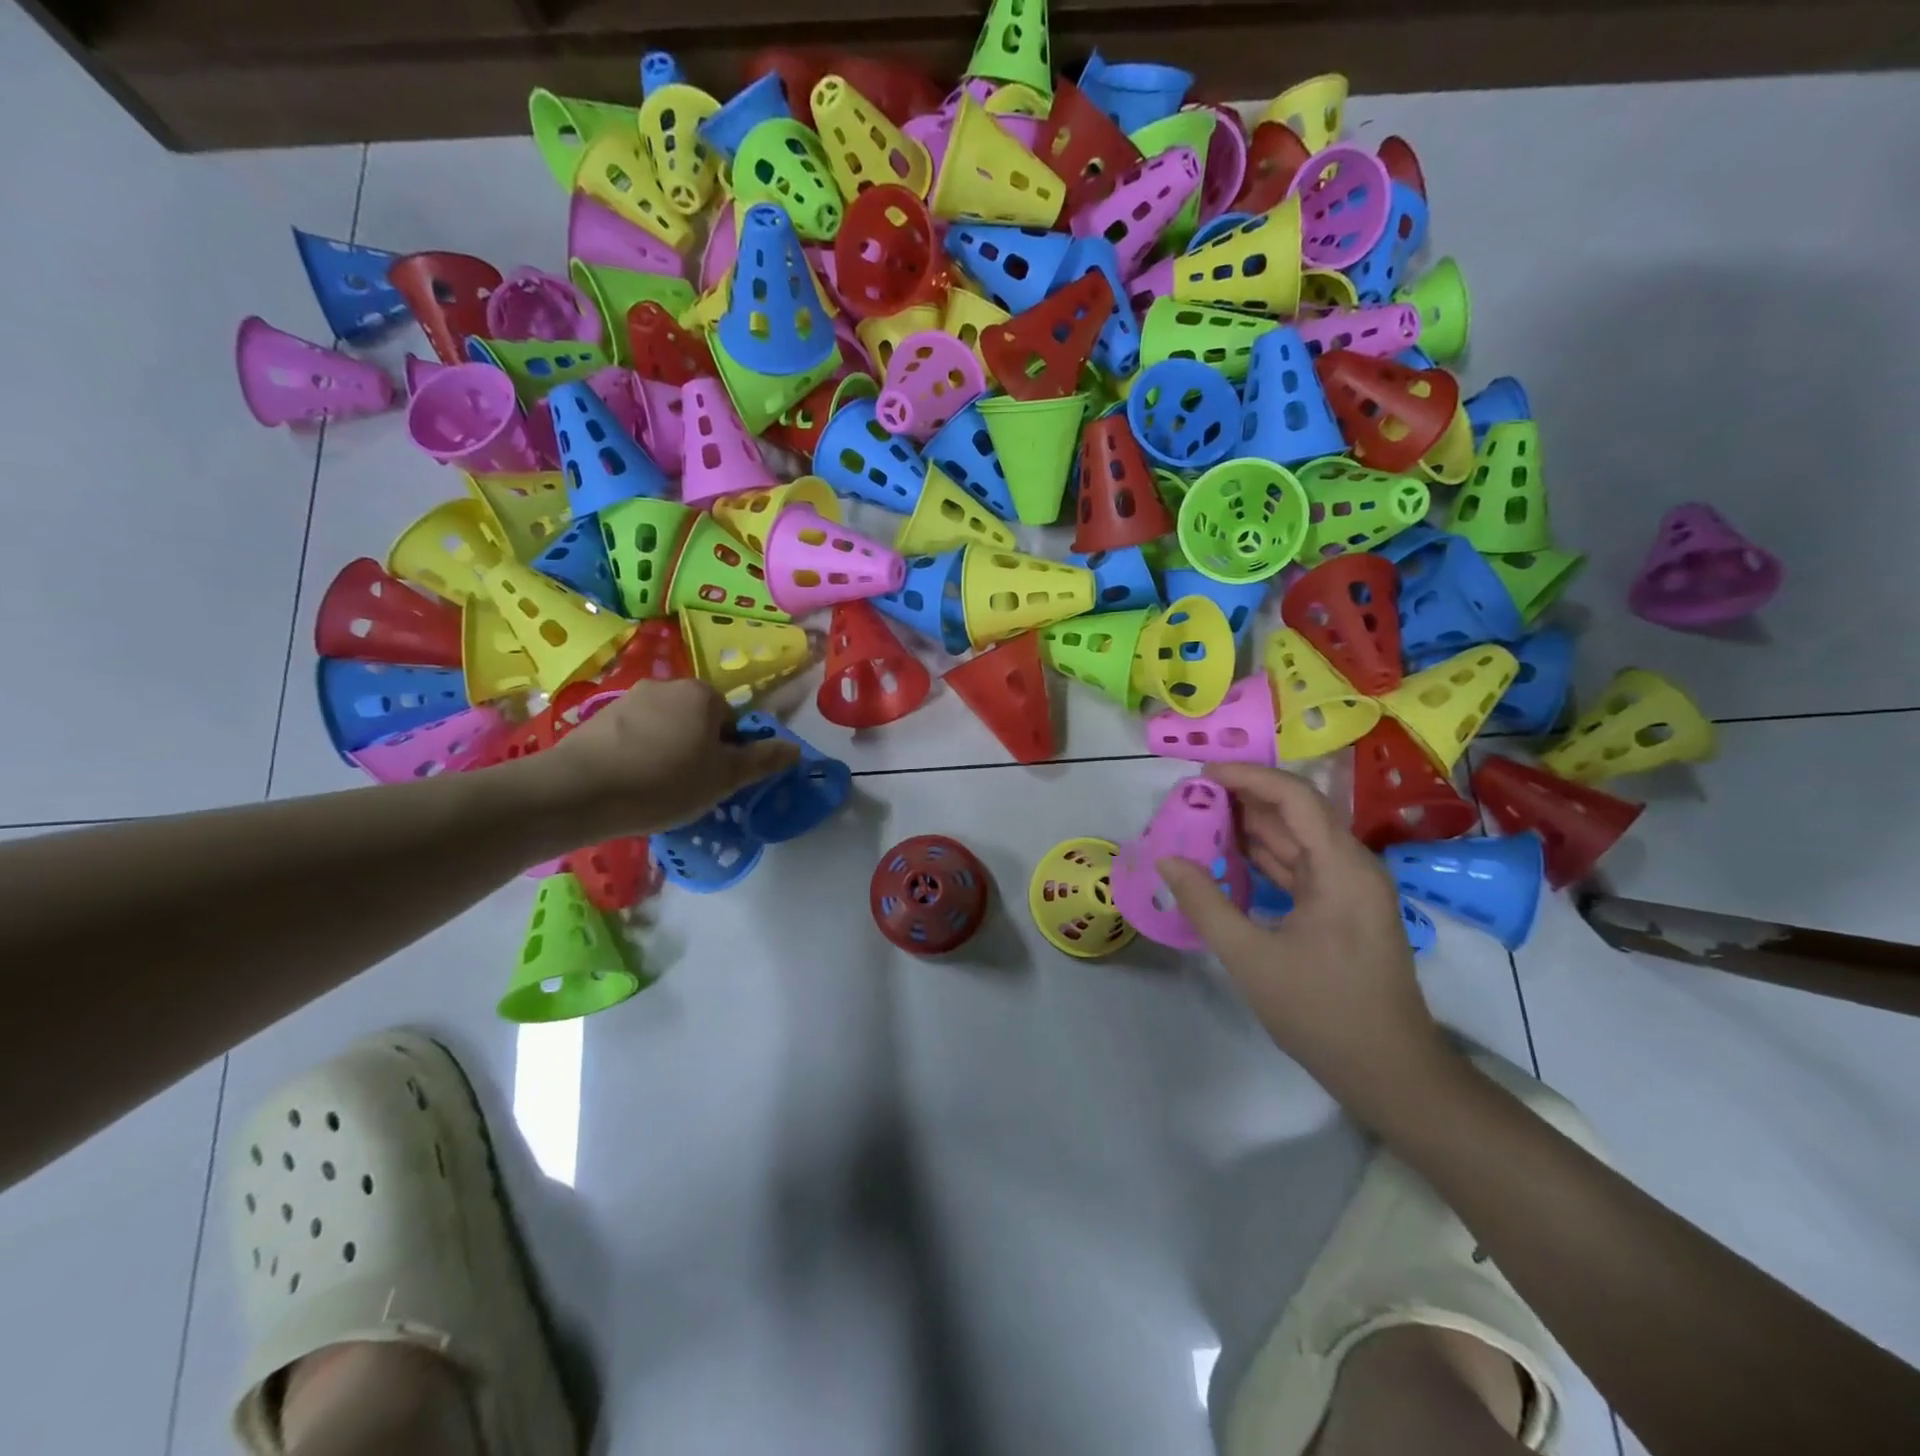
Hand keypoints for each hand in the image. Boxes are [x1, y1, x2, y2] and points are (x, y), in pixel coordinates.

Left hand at [532, 678, 799, 840]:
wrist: (579, 791)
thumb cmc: (664, 782)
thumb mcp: (724, 779)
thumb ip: (762, 760)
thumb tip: (795, 748)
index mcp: (703, 694)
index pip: (732, 722)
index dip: (729, 755)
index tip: (715, 782)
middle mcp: (667, 685)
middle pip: (699, 721)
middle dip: (698, 750)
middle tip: (689, 788)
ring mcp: (629, 698)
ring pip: (665, 728)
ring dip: (667, 752)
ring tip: (655, 789)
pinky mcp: (598, 717)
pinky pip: (634, 736)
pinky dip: (638, 755)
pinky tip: (628, 783)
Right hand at [1158, 764, 1452, 1119]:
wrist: (1390, 1073)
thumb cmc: (1322, 1013)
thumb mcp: (1250, 958)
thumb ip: (1205, 903)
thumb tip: (1166, 860)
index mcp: (1341, 868)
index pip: (1294, 797)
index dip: (1247, 777)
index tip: (1200, 775)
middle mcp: (1352, 866)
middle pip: (1297, 812)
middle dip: (1244, 798)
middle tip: (1190, 797)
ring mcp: (1350, 888)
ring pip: (1297, 839)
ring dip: (1252, 827)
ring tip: (1200, 819)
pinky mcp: (1343, 909)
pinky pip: (1300, 866)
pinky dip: (1264, 857)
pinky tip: (1229, 857)